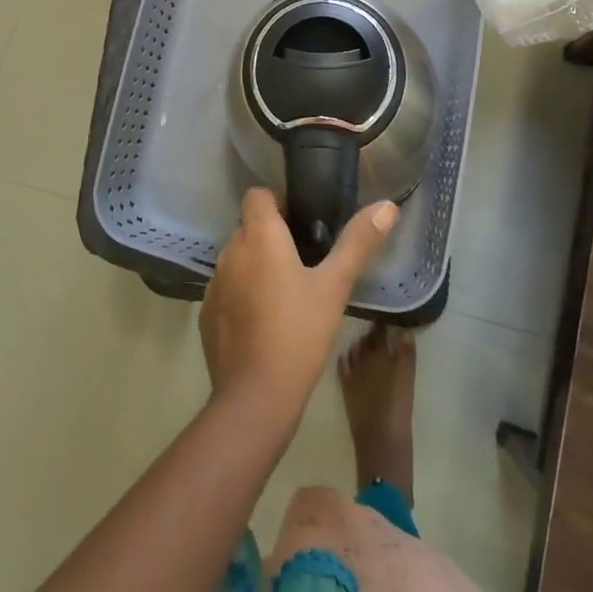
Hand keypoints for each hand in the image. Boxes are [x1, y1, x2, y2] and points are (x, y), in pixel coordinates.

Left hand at [199, 188, 396, 428]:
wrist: (256, 396)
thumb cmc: (299, 332)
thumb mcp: (334, 286)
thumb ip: (358, 243)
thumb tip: (386, 206)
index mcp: (259, 234)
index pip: (257, 195)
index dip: (277, 202)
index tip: (299, 224)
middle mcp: (230, 249)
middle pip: (249, 227)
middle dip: (271, 237)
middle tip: (302, 262)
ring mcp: (215, 282)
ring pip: (238, 259)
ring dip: (256, 267)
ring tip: (285, 294)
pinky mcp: (206, 312)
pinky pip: (227, 290)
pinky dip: (242, 296)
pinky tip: (264, 323)